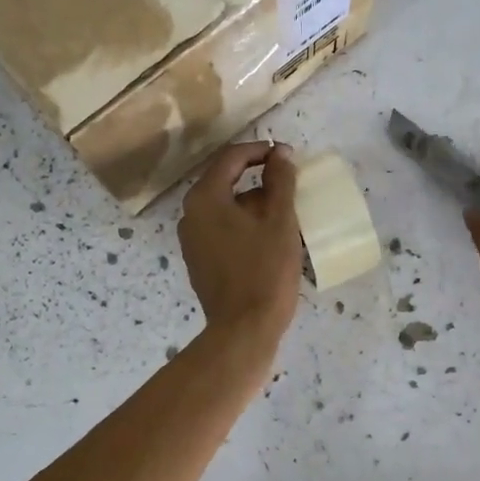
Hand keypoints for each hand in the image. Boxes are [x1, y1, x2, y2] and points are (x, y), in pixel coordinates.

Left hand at [178, 141, 302, 350]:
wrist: (244, 329)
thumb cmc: (265, 270)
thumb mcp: (280, 221)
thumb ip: (280, 181)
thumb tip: (280, 153)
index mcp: (205, 198)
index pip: (231, 158)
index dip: (261, 151)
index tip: (287, 156)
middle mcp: (190, 214)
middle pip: (225, 181)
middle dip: (258, 178)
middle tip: (289, 184)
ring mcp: (191, 240)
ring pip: (224, 207)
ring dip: (253, 204)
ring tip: (285, 214)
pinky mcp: (199, 261)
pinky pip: (221, 229)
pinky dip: (243, 224)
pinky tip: (268, 238)